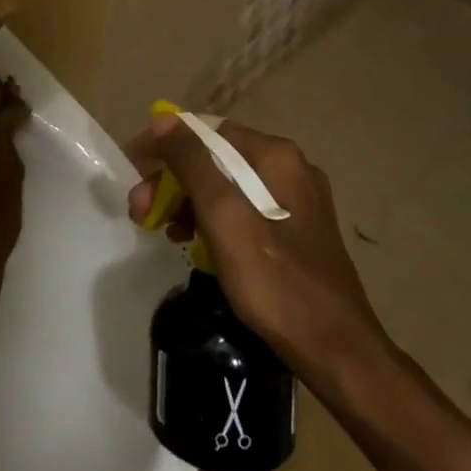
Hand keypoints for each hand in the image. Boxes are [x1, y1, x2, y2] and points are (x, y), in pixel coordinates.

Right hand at [125, 114, 388, 396]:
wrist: (337, 351)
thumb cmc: (275, 282)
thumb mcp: (224, 217)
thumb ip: (193, 163)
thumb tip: (163, 119)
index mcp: (275, 156)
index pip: (205, 130)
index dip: (164, 144)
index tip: (133, 169)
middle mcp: (288, 167)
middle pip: (214, 158)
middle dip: (172, 179)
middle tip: (139, 208)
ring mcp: (295, 199)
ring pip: (225, 184)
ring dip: (187, 200)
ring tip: (160, 229)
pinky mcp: (295, 230)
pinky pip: (241, 209)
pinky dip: (211, 219)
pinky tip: (192, 241)